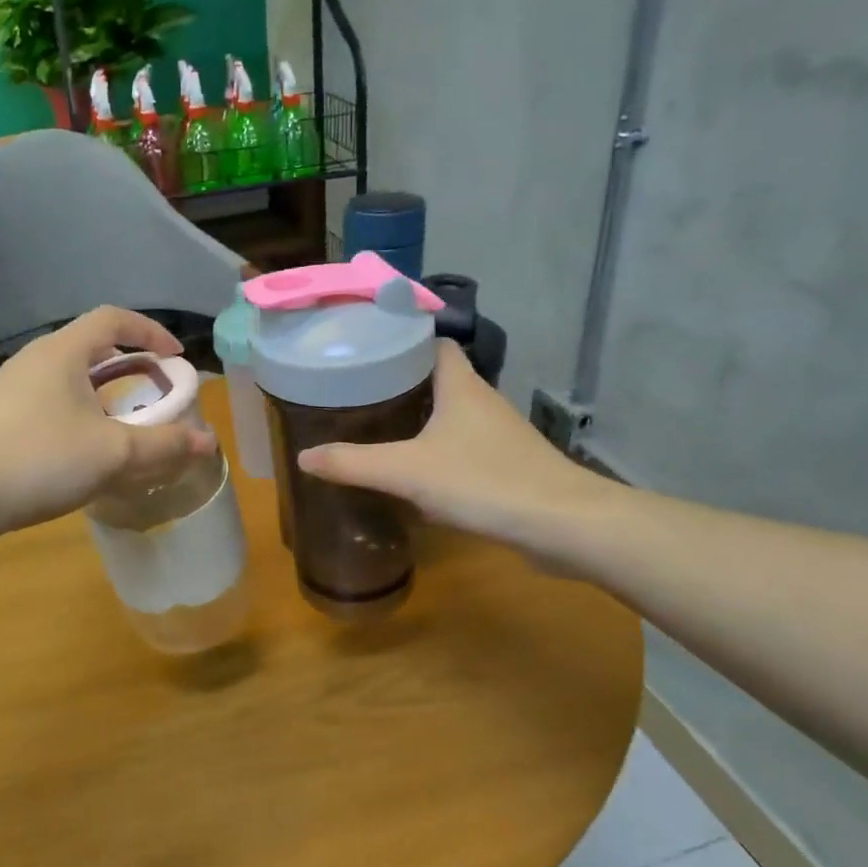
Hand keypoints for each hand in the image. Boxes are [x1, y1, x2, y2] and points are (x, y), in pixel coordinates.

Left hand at [0, 306, 215, 540]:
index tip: (175, 359)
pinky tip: (80, 452)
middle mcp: (33, 360)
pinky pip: (48, 402)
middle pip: (90, 347)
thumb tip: (208, 442)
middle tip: (152, 394)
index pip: (113, 318)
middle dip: (128, 367)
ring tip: (121, 426)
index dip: (150, 332)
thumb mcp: (112, 453)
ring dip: (101, 394)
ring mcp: (8, 388)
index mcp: (61, 353)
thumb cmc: (38, 460)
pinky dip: (76, 413)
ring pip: (67, 378)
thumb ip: (163, 445)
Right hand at [297, 340, 620, 568]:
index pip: (434, 342)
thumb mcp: (407, 472)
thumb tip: (304, 456)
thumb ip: (353, 463)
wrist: (563, 526)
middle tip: (358, 393)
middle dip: (401, 383)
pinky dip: (439, 452)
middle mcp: (482, 401)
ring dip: (420, 419)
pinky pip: (464, 448)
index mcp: (461, 385)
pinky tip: (415, 474)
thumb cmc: (484, 482)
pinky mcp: (508, 465)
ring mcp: (499, 435)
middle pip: (439, 378)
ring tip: (377, 428)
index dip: (403, 341)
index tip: (366, 351)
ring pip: (452, 415)